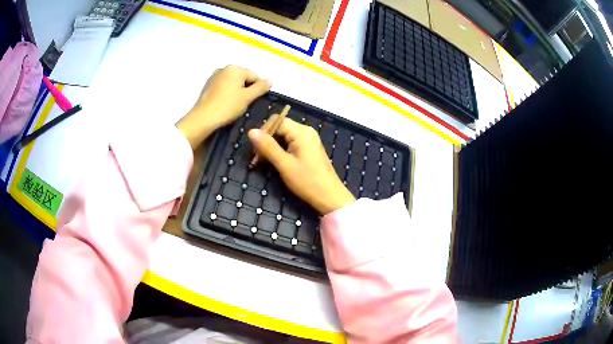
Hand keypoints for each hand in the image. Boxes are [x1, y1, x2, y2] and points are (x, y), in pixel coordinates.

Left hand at [177, 65, 270, 147]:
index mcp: (235, 69)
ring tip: (234, 106)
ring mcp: (214, 77)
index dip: (258, 89)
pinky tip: (225, 105)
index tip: (254, 102)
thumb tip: (270, 80)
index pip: (254, 76)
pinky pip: (222, 87)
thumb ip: (261, 87)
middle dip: (246, 90)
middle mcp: (224, 69)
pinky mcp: (207, 86)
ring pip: (232, 83)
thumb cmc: (227, 107)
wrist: (203, 119)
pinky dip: (226, 94)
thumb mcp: (248, 97)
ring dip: (236, 92)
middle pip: (243, 78)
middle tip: (244, 105)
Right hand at [248, 117, 355, 214]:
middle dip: (267, 140)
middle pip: (280, 127)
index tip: (255, 149)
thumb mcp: (284, 165)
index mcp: (301, 132)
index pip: (276, 121)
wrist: (330, 197)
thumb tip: (251, 131)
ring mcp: (309, 140)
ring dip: (272, 146)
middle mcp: (306, 131)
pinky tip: (276, 162)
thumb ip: (268, 147)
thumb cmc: (307, 181)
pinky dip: (281, 150)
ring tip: (264, 161)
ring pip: (284, 136)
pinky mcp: (309, 149)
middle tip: (257, 158)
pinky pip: (291, 143)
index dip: (263, 132)